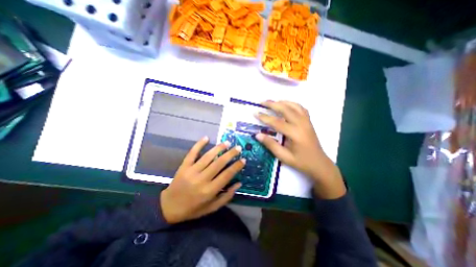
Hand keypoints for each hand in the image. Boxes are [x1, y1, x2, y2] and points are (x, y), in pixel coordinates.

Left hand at [161, 136, 245, 224]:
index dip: (236, 166)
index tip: (243, 159)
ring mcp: (191, 171)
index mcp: (209, 190)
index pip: (226, 175)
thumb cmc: (193, 209)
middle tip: (238, 147)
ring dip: (218, 148)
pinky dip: (199, 145)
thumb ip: (226, 197)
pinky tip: (206, 138)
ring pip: (207, 156)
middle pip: (219, 163)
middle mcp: (201, 179)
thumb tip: (239, 183)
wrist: (169, 207)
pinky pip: (192, 153)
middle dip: (230, 154)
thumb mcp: (212, 208)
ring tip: (227, 142)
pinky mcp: (184, 166)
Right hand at [257, 100, 346, 197]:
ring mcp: (307, 121)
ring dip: (282, 102)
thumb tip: (257, 135)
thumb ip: (271, 145)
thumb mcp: (284, 157)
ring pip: (294, 106)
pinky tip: (286, 105)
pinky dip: (292, 104)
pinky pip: (301, 108)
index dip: (265, 117)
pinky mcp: (309, 122)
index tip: (255, 113)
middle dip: (273, 104)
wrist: (319, 164)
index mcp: (295, 134)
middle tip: (262, 102)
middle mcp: (302, 124)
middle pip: (286, 109)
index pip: (277, 122)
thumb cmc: (301, 162)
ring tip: (272, 102)